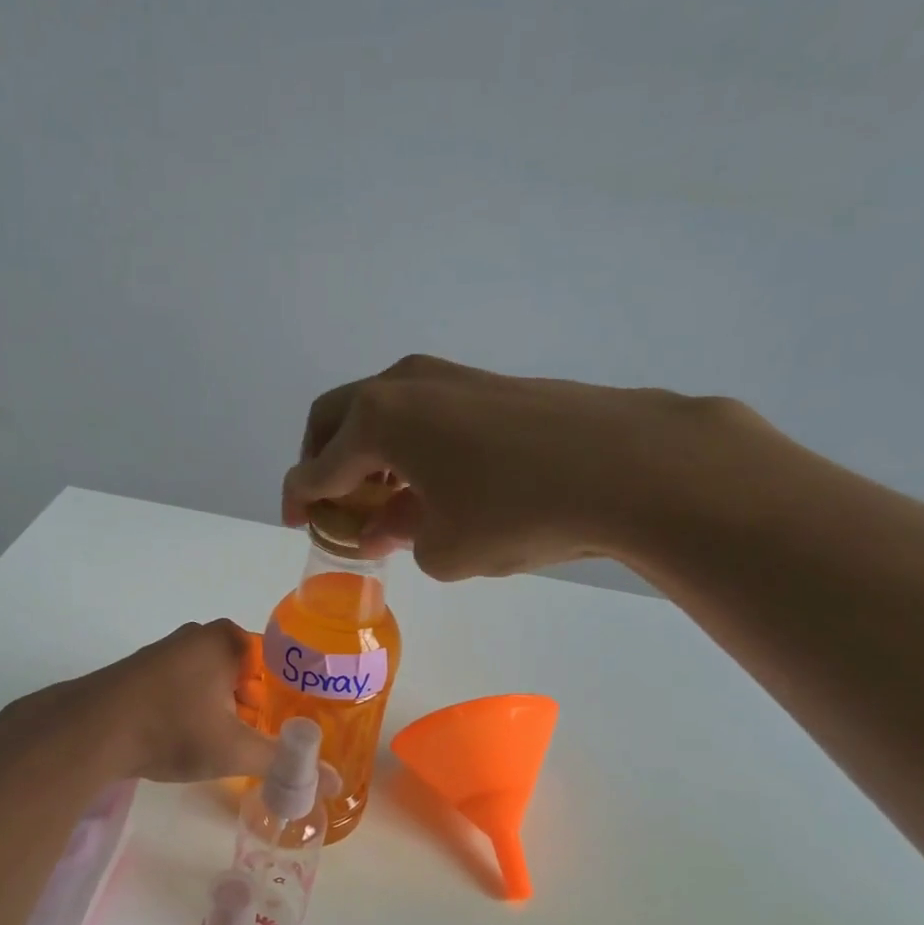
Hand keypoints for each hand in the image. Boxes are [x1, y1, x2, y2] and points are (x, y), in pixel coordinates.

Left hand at [0, 619, 278, 783]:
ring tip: (230, 747)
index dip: (291, 699)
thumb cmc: (172, 729)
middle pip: (248, 674)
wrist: (88, 732)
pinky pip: (187, 688)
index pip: (280, 665)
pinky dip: (197, 710)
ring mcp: (168, 650)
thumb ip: (285, 763)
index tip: (295, 729)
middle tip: (264, 743)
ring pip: (216, 682)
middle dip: (258, 709)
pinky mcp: (144, 671)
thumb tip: (335, 783)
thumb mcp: (234, 750)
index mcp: (229, 640)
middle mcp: (200, 635)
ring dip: (226, 712)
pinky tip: (191, 740)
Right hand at [282, 354, 756, 580]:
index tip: (296, 522)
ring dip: (369, 451)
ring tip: (385, 498)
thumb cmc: (516, 512)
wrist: (627, 465)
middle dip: (324, 461)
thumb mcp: (444, 548)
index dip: (298, 499)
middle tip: (333, 503)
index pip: (315, 466)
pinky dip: (409, 443)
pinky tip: (433, 479)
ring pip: (382, 411)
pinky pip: (423, 411)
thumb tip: (389, 526)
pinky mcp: (487, 383)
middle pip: (336, 418)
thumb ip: (401, 537)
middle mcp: (402, 385)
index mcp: (376, 421)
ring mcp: (448, 376)